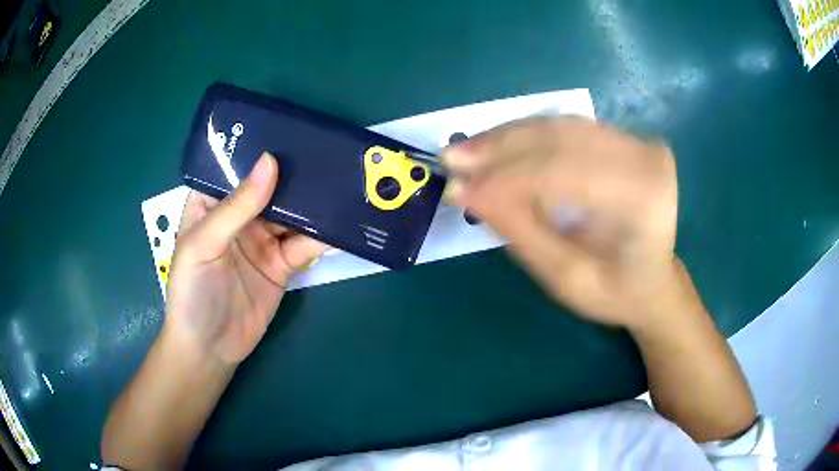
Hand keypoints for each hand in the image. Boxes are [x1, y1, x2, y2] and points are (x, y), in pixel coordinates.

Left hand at [165, 153, 328, 364]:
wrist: (211, 349)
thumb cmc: (192, 292)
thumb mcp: (204, 244)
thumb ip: (236, 206)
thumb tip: (270, 161)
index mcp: (212, 204)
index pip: (235, 167)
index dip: (258, 149)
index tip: (290, 129)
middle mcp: (239, 216)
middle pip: (270, 187)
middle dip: (295, 172)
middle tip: (327, 151)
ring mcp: (263, 240)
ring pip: (292, 213)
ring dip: (313, 202)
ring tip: (341, 179)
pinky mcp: (282, 264)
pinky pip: (305, 244)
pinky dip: (323, 236)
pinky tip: (342, 223)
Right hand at [443, 117, 682, 329]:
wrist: (654, 281)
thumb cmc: (616, 293)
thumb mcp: (565, 277)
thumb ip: (519, 230)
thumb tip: (464, 190)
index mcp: (642, 199)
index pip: (564, 171)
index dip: (506, 176)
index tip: (457, 185)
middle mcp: (645, 159)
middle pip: (561, 138)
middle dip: (501, 147)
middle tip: (452, 158)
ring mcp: (637, 143)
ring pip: (560, 125)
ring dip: (509, 136)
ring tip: (467, 152)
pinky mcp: (626, 139)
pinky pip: (569, 128)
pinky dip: (529, 135)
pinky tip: (498, 145)